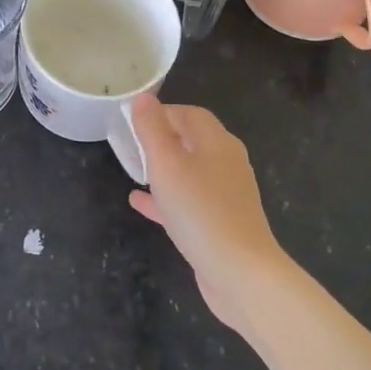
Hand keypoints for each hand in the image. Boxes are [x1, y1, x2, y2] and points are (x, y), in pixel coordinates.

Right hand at [127, 94, 293, 333]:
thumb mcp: (167, 163)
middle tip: (131, 143)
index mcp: (217, 142)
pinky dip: (165, 197)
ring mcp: (226, 195)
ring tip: (133, 169)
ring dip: (163, 168)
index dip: (163, 112)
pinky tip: (139, 203)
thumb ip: (152, 128)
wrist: (240, 272)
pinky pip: (188, 201)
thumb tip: (143, 97)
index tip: (133, 120)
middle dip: (162, 138)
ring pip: (190, 172)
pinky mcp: (220, 223)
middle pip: (192, 141)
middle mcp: (226, 163)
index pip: (191, 113)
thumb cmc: (199, 210)